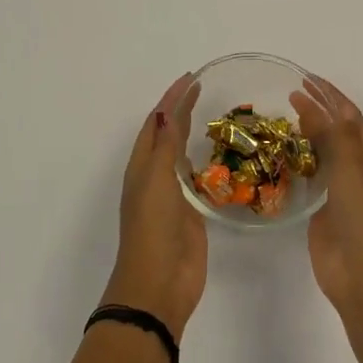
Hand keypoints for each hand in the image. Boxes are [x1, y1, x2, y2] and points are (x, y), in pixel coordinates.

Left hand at [101, 73, 206, 340]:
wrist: (159, 285)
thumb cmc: (153, 229)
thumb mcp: (156, 182)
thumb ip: (165, 148)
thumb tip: (169, 112)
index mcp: (142, 166)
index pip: (157, 122)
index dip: (171, 99)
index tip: (192, 78)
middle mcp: (155, 176)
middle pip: (168, 135)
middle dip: (181, 111)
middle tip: (204, 89)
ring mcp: (173, 196)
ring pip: (182, 156)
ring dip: (193, 134)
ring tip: (215, 115)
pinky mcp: (192, 214)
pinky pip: (199, 180)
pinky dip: (207, 163)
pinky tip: (221, 156)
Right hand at [290, 75, 362, 314]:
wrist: (361, 271)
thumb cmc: (361, 213)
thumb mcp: (348, 165)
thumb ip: (329, 133)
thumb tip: (308, 104)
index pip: (350, 116)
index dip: (331, 95)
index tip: (307, 78)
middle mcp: (356, 171)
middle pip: (337, 132)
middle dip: (318, 110)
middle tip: (290, 94)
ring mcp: (339, 192)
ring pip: (322, 155)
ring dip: (306, 135)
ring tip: (283, 120)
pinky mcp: (321, 211)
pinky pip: (309, 179)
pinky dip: (297, 163)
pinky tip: (281, 158)